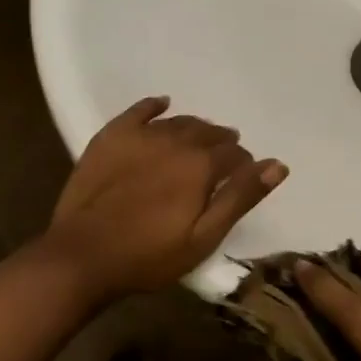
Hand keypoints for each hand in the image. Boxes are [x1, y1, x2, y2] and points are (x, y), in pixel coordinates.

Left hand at [44, 96, 286, 302]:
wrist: (82, 255)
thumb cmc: (149, 255)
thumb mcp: (203, 236)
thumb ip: (241, 197)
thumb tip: (277, 164)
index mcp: (201, 165)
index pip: (234, 154)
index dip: (243, 165)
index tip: (242, 178)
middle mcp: (176, 140)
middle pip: (208, 133)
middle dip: (221, 144)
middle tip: (222, 159)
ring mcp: (141, 135)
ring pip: (179, 122)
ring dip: (195, 129)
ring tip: (199, 140)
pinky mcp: (112, 136)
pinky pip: (140, 110)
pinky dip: (155, 106)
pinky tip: (162, 105)